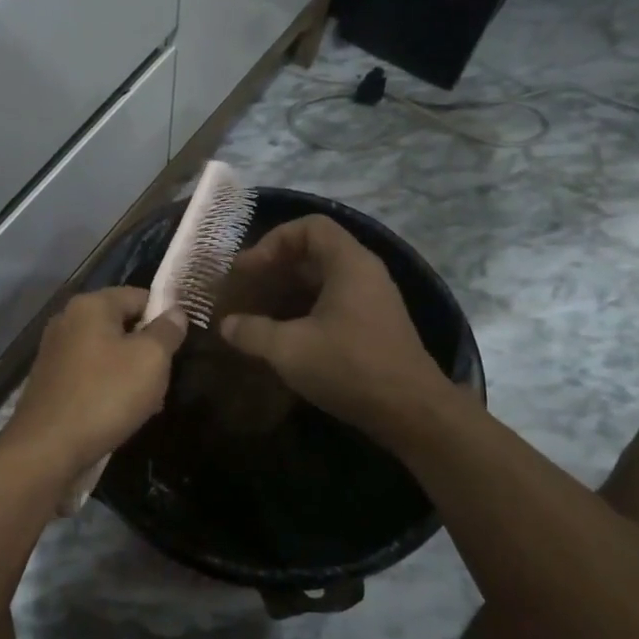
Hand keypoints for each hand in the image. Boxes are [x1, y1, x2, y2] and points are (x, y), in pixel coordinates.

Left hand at [2, 288, 188, 477]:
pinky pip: (90, 374)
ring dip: (130, 372)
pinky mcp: (50, 380)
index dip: (165, 316)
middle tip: (166, 378)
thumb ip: (167, 331)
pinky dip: (108, 387)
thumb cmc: (105, 396)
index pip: (139, 296)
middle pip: (122, 324)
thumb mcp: (151, 360)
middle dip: (148, 349)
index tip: (182, 344)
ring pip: (107, 352)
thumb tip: (175, 312)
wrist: (47, 448)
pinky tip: (121, 412)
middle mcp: (67, 320)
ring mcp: (55, 351)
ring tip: (149, 402)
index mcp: (90, 305)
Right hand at [219, 215, 446, 446]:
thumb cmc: (350, 368)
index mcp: (349, 264)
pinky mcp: (374, 326)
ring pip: (323, 280)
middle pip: (315, 252)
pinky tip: (283, 336)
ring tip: (258, 312)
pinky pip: (333, 303)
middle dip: (276, 267)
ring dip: (288, 291)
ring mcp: (372, 300)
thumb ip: (252, 332)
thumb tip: (226, 324)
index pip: (310, 226)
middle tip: (245, 289)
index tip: (250, 269)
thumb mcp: (290, 349)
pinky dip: (304, 310)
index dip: (274, 240)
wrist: (412, 412)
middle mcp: (365, 273)